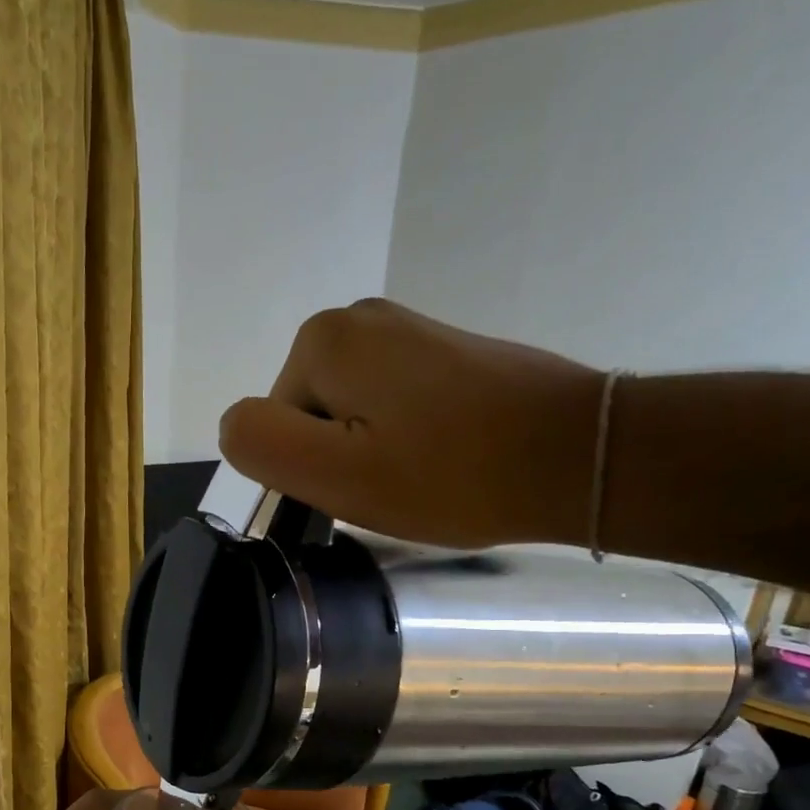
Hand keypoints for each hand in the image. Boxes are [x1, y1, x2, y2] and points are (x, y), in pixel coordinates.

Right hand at [219, 298, 605, 549]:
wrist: (576, 456)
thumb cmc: (450, 474)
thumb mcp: (336, 474)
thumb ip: (262, 444)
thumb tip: (233, 424)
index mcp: (323, 342)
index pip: (273, 427)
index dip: (307, 472)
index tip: (358, 491)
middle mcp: (357, 319)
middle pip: (308, 416)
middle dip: (337, 459)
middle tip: (392, 488)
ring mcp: (405, 330)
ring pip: (348, 415)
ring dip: (371, 452)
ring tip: (422, 475)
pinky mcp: (441, 350)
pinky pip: (388, 405)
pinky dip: (404, 437)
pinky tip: (444, 456)